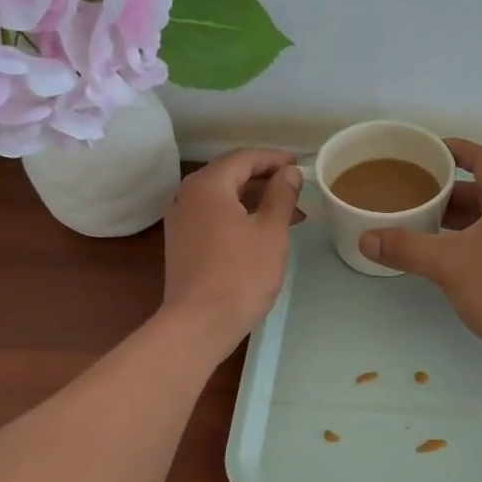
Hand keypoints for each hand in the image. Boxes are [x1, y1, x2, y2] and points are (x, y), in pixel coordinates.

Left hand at [160, 147, 301, 350]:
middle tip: (297, 190)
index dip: (274, 158)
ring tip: (289, 214)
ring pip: (222, 198)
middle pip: (230, 175)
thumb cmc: (241, 274)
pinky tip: (262, 232)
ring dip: (255, 200)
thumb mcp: (271, 231)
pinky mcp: (182, 243)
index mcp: (208, 185)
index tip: (300, 165)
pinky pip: (214, 216)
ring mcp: (181, 220)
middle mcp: (187, 195)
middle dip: (266, 180)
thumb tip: (289, 173)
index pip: (244, 158)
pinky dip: (239, 216)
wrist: (199, 323)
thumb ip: (281, 195)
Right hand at [359, 139, 481, 372]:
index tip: (427, 151)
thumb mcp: (448, 263)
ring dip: (452, 218)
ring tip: (415, 220)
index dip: (456, 150)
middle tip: (409, 192)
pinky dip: (460, 240)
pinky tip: (436, 254)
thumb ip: (406, 248)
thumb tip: (367, 239)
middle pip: (480, 190)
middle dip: (445, 191)